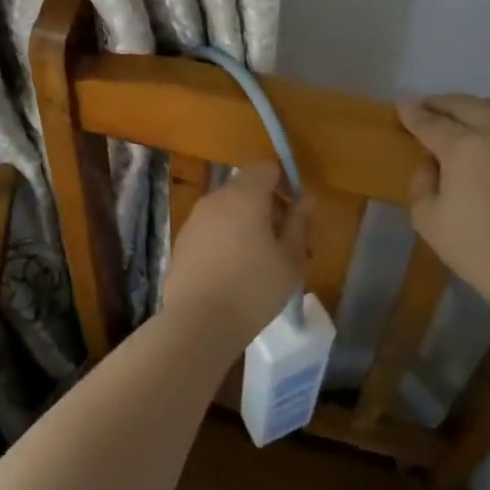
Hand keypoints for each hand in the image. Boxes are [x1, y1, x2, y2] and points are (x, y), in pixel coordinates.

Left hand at [165, 163, 311, 347]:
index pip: (266, 167)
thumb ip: (299, 223)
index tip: (296, 210)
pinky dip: (226, 237)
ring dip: (246, 223)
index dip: (284, 181)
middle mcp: (216, 198)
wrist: (197, 322)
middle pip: (246, 187)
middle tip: (285, 241)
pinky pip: (212, 227)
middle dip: (267, 206)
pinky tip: (235, 270)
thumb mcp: (290, 259)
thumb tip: (307, 199)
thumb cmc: (253, 288)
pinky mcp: (183, 240)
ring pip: (228, 209)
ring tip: (262, 260)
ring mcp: (195, 218)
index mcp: (245, 194)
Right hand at [398, 95, 489, 308]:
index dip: (412, 114)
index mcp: (462, 147)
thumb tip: (431, 162)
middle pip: (465, 104)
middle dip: (441, 103)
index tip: (402, 107)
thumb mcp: (427, 220)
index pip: (430, 122)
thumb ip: (421, 183)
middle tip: (428, 107)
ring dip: (480, 105)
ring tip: (469, 114)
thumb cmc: (476, 248)